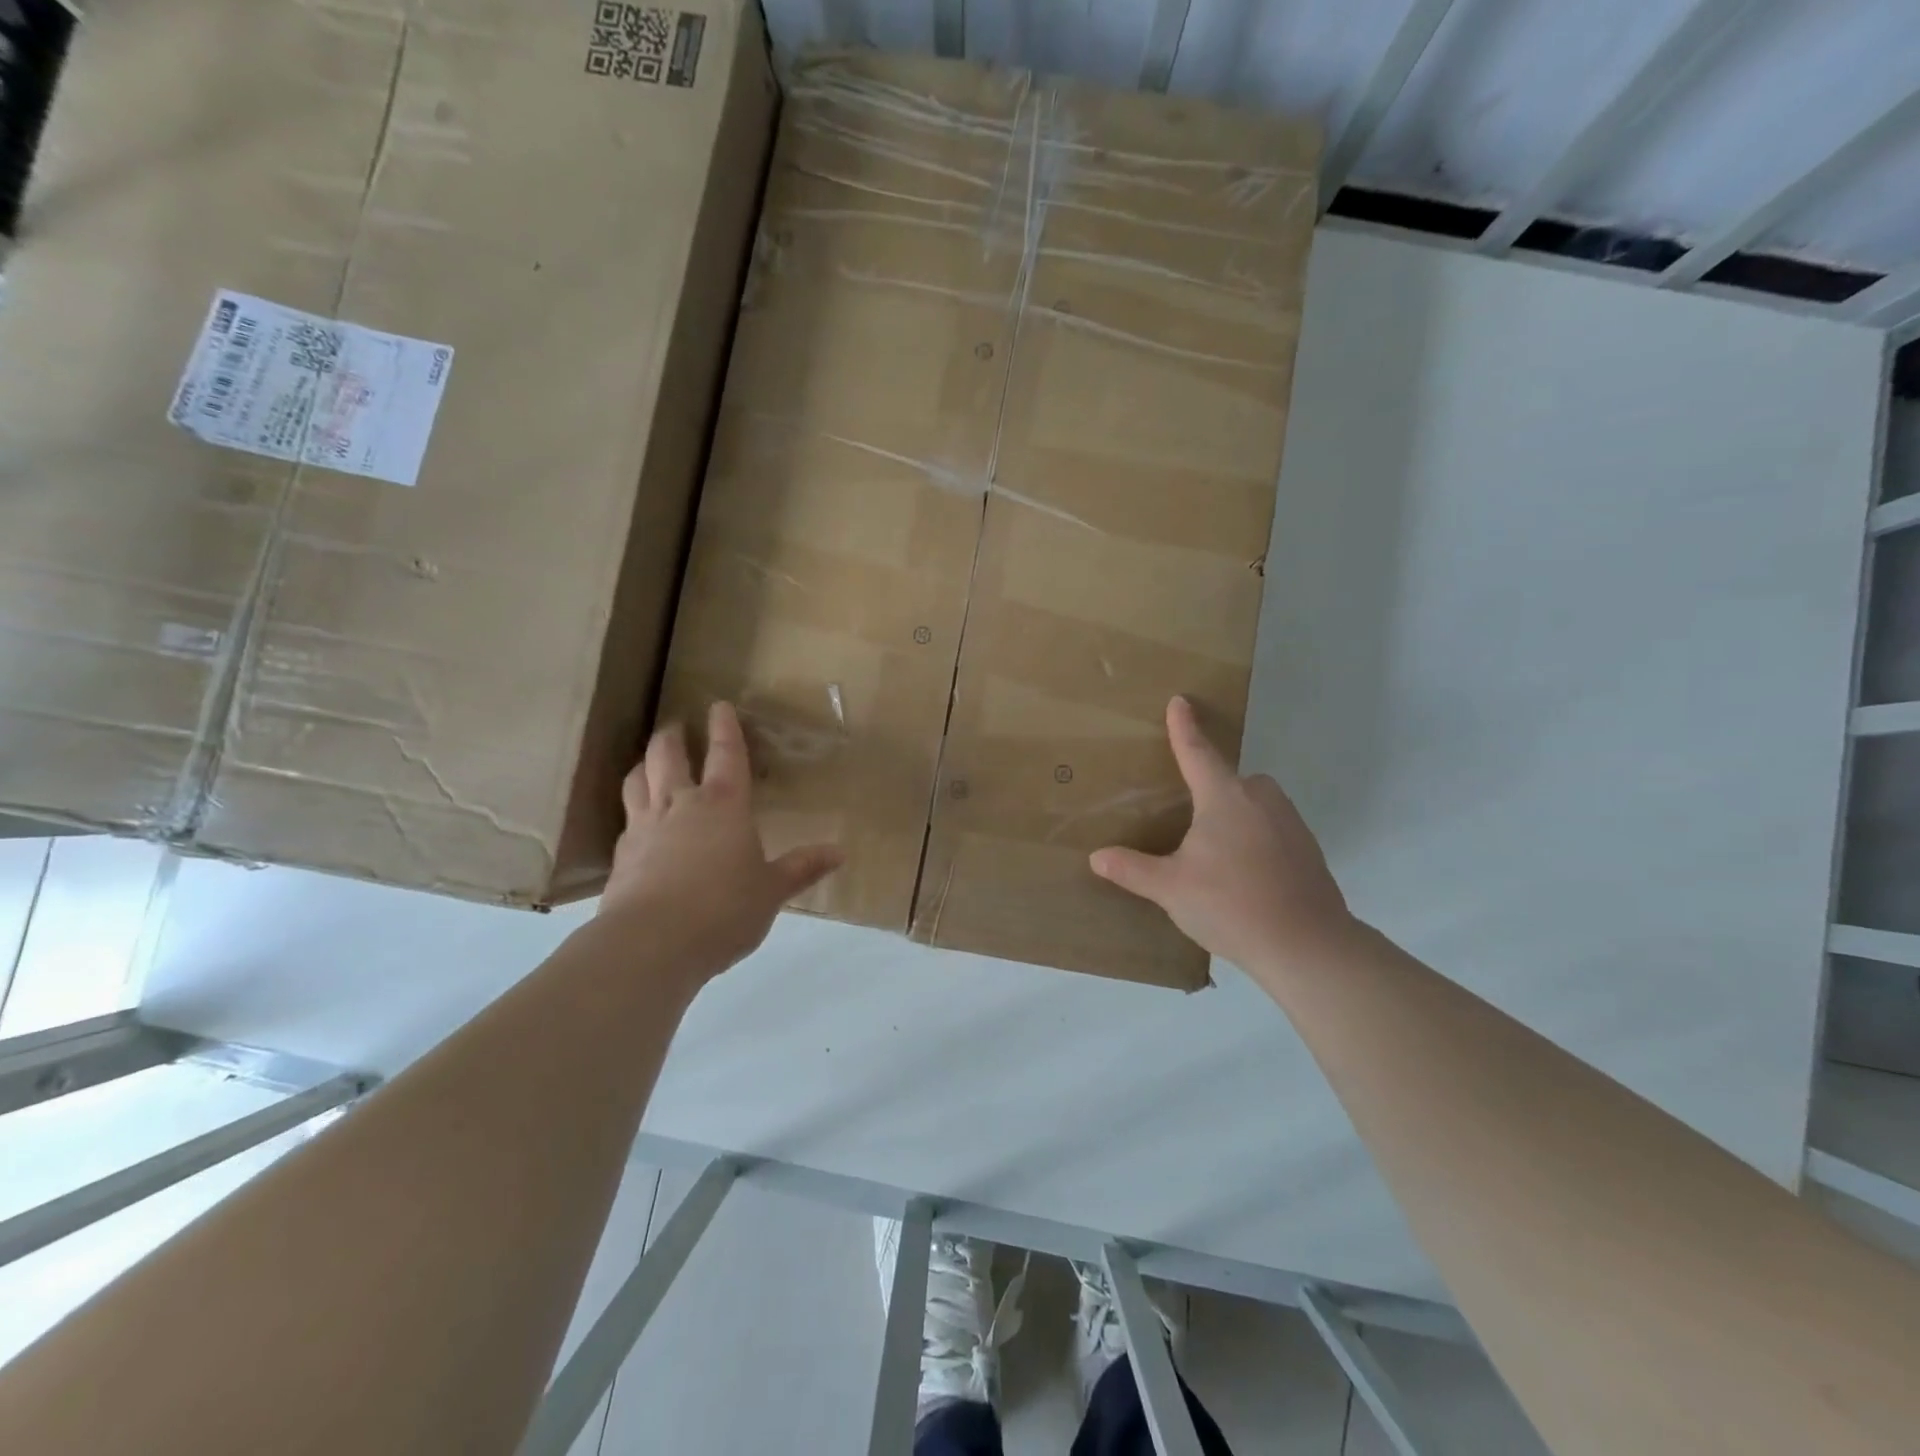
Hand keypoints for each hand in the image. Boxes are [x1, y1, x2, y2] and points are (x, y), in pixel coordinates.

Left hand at [601, 702, 842, 981]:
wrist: (651, 943)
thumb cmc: (724, 909)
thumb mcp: (771, 891)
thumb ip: (801, 868)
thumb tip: (839, 852)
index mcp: (724, 806)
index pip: (726, 755)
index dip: (725, 729)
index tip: (719, 706)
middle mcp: (681, 805)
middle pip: (668, 756)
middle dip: (673, 737)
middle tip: (676, 726)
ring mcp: (645, 828)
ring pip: (638, 780)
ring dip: (645, 764)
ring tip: (649, 761)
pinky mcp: (622, 856)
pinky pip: (626, 820)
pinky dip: (633, 810)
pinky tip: (636, 822)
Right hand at [1089, 696, 1353, 978]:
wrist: (1307, 945)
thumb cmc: (1231, 905)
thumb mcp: (1171, 889)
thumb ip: (1132, 870)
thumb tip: (1097, 857)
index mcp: (1224, 797)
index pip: (1197, 751)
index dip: (1184, 727)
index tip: (1180, 701)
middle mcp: (1260, 799)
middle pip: (1229, 779)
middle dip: (1210, 788)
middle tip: (1189, 817)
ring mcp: (1289, 822)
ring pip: (1254, 803)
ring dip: (1234, 815)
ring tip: (1215, 853)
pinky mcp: (1307, 848)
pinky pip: (1272, 827)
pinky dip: (1256, 838)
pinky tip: (1244, 873)